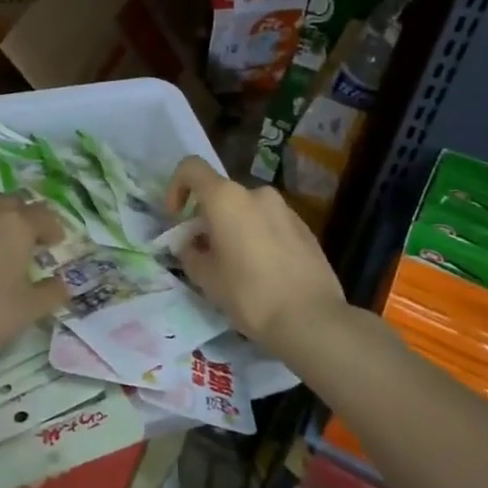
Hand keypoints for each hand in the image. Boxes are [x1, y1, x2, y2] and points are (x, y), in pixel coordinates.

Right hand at [167, 156, 348, 354]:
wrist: (311, 319)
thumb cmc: (249, 294)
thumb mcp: (206, 278)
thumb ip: (189, 253)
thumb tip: (190, 244)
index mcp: (226, 199)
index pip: (191, 168)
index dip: (176, 187)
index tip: (176, 218)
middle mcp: (256, 194)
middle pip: (222, 195)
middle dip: (208, 218)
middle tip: (206, 253)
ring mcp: (285, 209)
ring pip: (248, 210)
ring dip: (235, 228)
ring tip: (236, 266)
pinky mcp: (305, 228)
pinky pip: (270, 224)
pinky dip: (259, 237)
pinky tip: (264, 272)